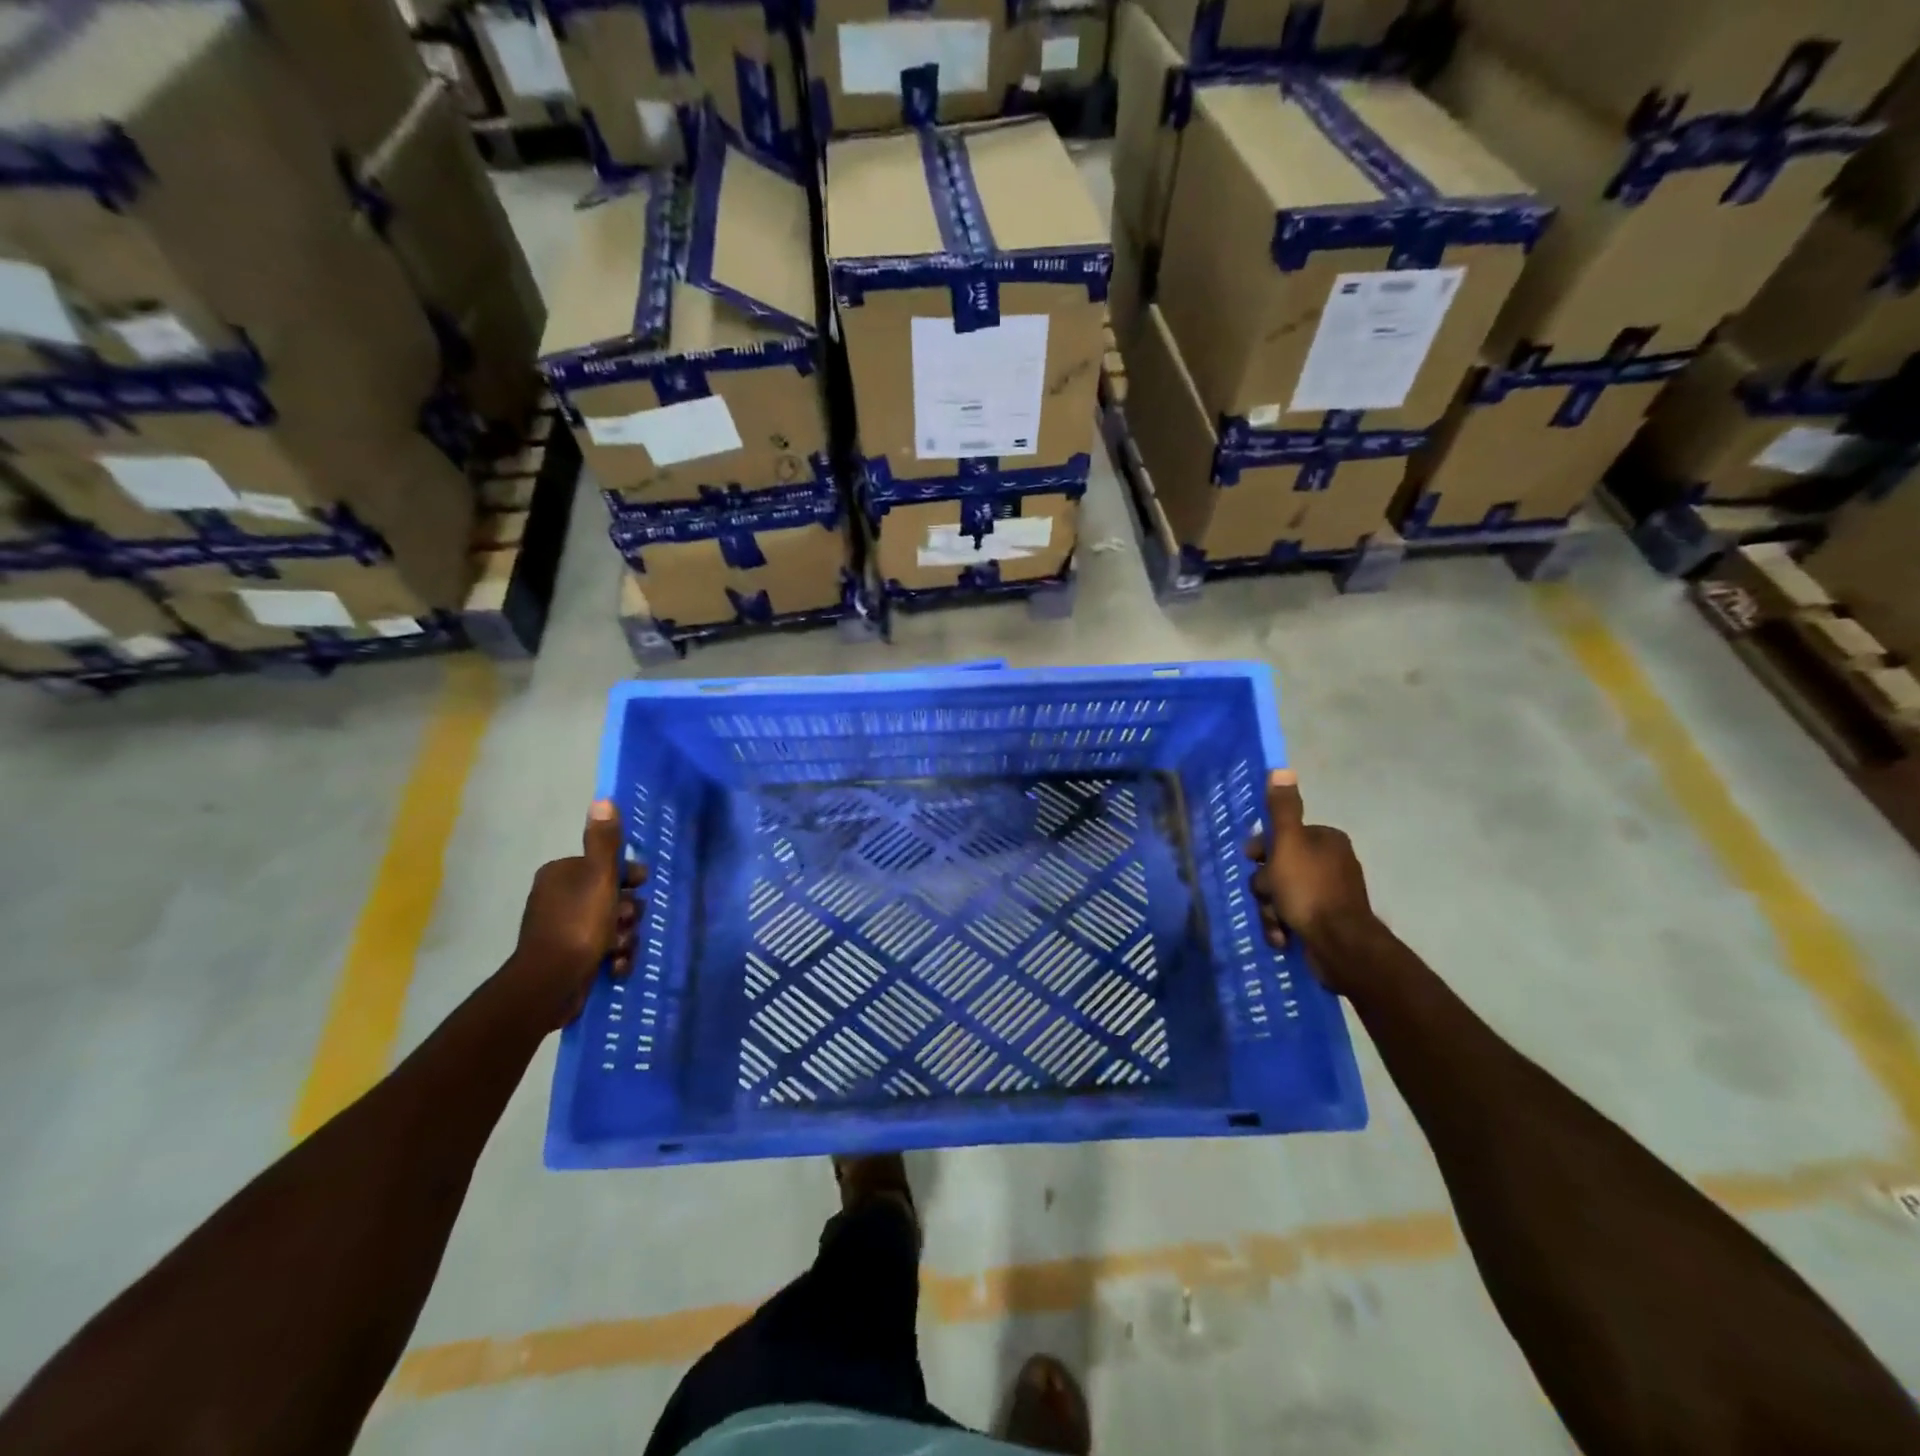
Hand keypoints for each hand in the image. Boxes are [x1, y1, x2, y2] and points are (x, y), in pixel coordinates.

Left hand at [506, 800, 645, 1028]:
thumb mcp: (598, 878)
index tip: (639, 887)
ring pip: (613, 925)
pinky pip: (604, 949)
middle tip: (626, 923)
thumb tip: (603, 799)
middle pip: (614, 896)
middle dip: (628, 913)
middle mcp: (560, 898)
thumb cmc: (578, 924)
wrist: (550, 984)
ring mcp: (564, 929)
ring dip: (624, 937)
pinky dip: (614, 956)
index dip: (628, 877)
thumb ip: (605, 842)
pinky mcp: (570, 957)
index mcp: (562, 875)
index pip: (607, 866)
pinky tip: (614, 966)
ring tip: (618, 949)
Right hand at [1245, 770, 1375, 992]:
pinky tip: (1283, 936)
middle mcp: (1330, 862)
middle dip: (1266, 886)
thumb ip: (1282, 810)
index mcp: (1325, 840)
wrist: (1340, 945)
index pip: (1281, 836)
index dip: (1262, 850)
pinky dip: (1283, 925)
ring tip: (1277, 923)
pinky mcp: (1325, 921)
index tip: (1253, 861)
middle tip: (1267, 896)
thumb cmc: (1309, 889)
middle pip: (1278, 867)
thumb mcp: (1288, 844)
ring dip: (1271, 909)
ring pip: (1281, 894)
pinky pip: (1293, 916)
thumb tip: (1281, 769)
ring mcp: (1329, 894)